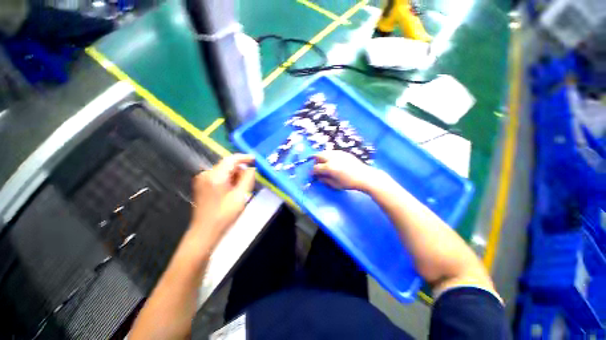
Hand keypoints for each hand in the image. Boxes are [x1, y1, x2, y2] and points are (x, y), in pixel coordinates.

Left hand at [189, 154, 255, 246]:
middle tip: (248, 183)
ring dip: (235, 177)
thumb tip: (251, 168)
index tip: (255, 159)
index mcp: (215, 176)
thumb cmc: (224, 215)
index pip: (231, 160)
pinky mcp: (202, 185)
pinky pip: (219, 177)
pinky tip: (232, 191)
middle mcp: (206, 174)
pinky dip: (228, 181)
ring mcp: (202, 179)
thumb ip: (247, 179)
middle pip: (227, 165)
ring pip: (224, 171)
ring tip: (240, 190)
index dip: (244, 158)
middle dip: (240, 171)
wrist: (205, 232)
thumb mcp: (240, 196)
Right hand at [313, 151, 382, 191]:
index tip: (313, 175)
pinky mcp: (343, 152)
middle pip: (318, 156)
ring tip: (325, 164)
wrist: (364, 176)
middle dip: (316, 161)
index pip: (316, 168)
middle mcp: (331, 158)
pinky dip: (329, 156)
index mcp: (329, 167)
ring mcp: (338, 153)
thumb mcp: (335, 184)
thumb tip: (318, 178)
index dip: (313, 172)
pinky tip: (333, 161)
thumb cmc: (349, 183)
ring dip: (322, 157)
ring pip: (325, 152)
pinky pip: (332, 152)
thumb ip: (325, 180)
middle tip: (318, 168)